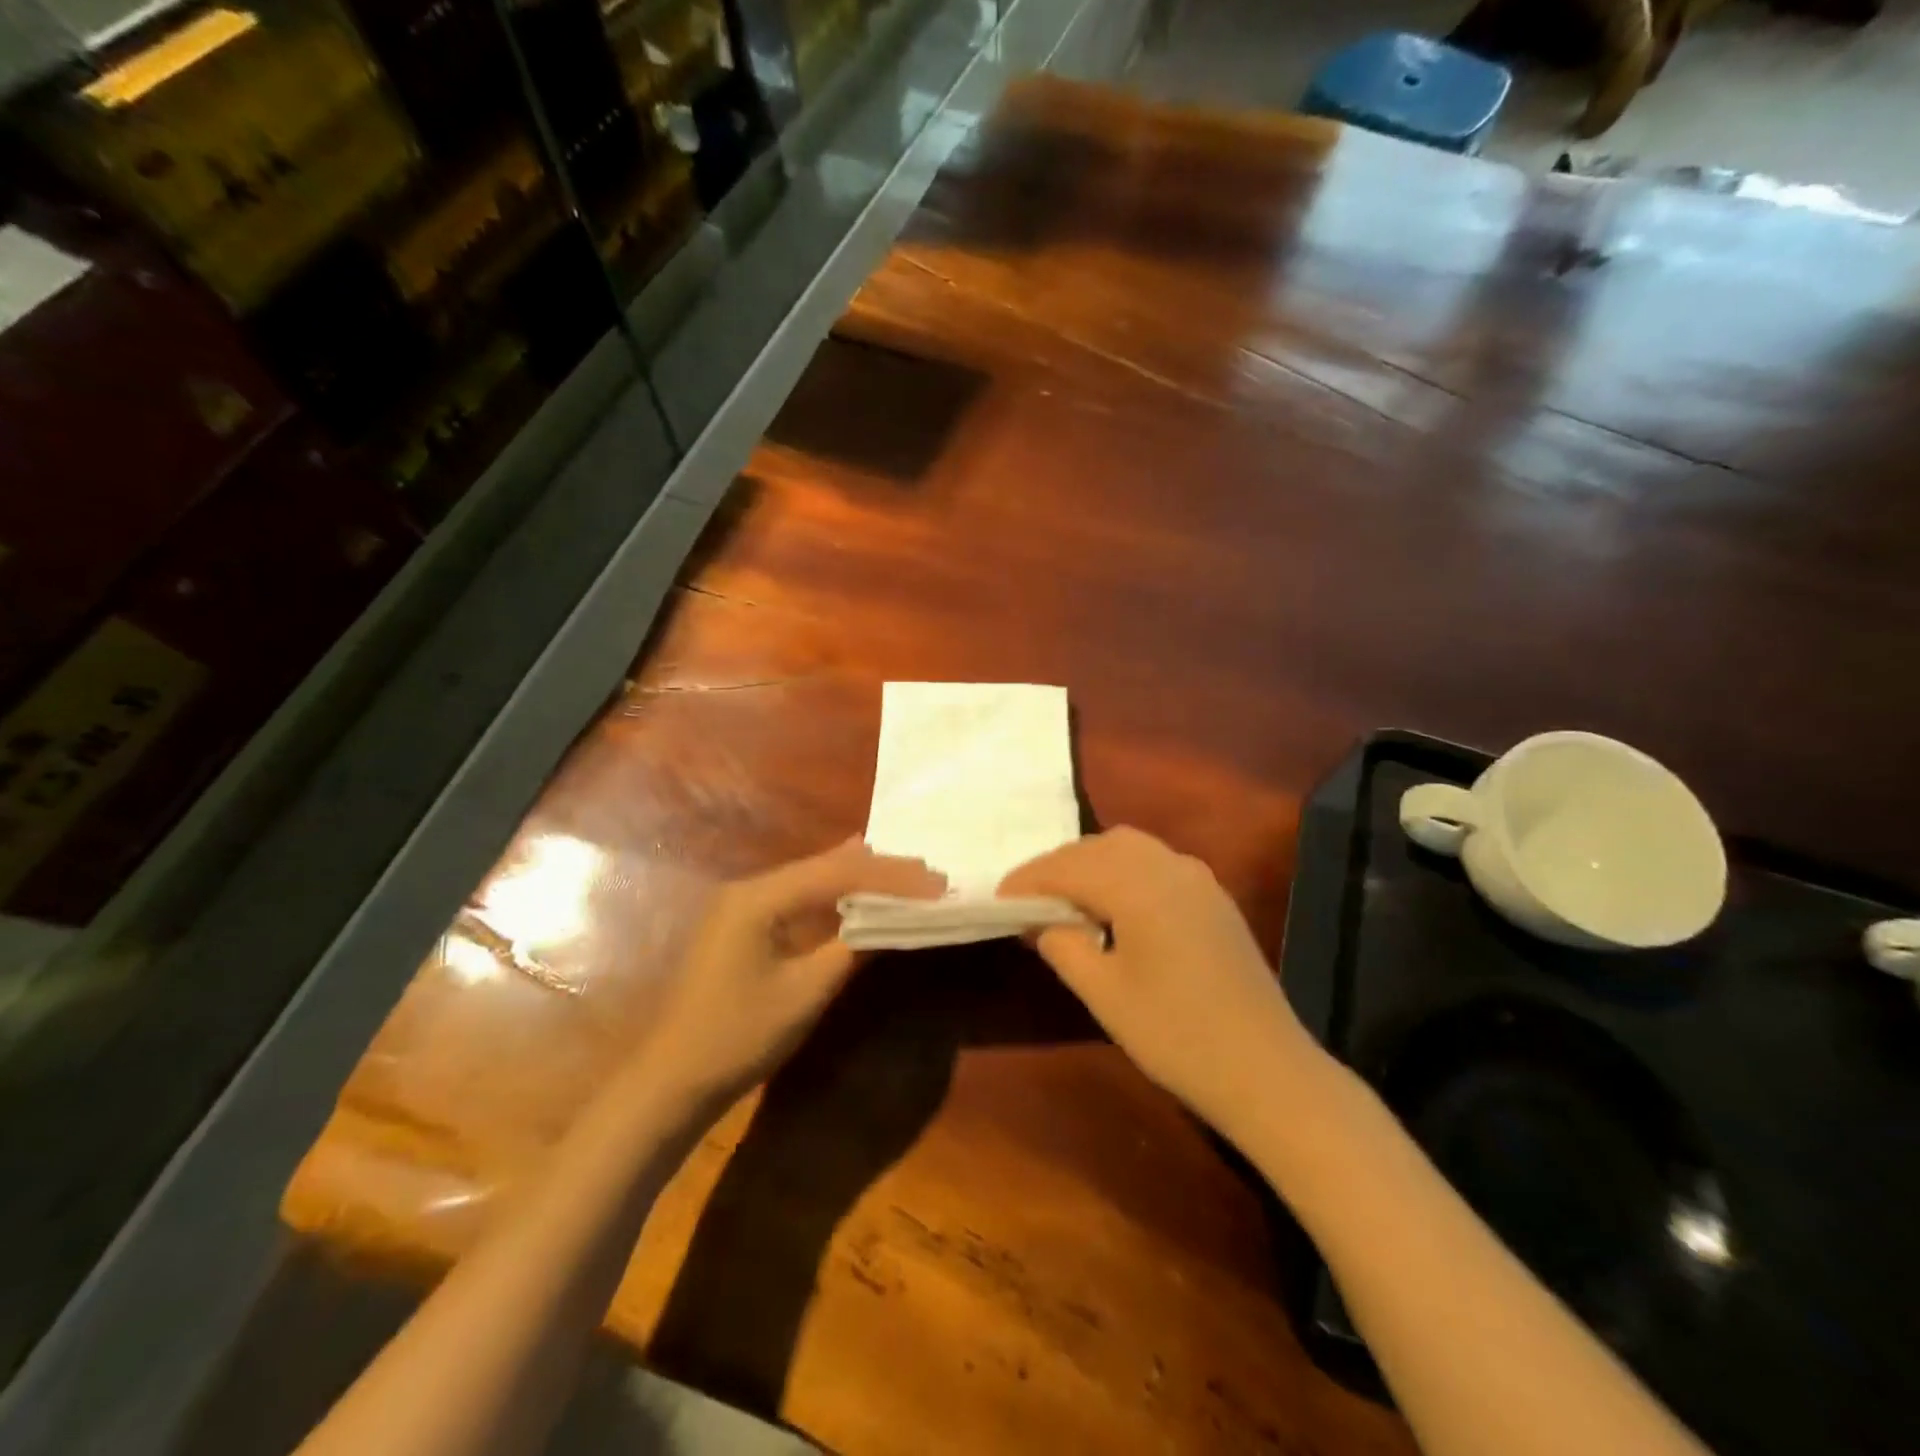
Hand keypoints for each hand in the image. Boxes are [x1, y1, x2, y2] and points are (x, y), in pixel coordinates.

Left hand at [641, 839, 944, 1108]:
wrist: (672, 1079)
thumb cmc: (738, 1037)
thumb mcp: (805, 994)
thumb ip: (852, 948)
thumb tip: (894, 919)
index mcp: (759, 898)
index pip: (838, 873)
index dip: (891, 876)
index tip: (936, 882)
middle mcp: (750, 888)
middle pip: (825, 866)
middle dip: (879, 870)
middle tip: (930, 875)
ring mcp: (744, 905)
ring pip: (814, 878)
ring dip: (860, 879)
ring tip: (908, 876)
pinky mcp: (745, 925)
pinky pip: (800, 898)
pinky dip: (836, 896)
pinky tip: (861, 889)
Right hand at [1000, 827, 1322, 1135]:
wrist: (1266, 1070)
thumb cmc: (1176, 1036)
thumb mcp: (1105, 994)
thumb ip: (1063, 945)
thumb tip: (1039, 920)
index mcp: (1139, 886)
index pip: (1069, 867)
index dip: (1029, 880)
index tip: (999, 898)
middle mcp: (1169, 867)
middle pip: (1099, 846)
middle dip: (1058, 865)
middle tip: (1028, 898)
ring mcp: (1198, 879)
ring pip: (1130, 848)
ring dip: (1091, 862)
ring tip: (1066, 898)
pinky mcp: (1213, 897)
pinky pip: (1156, 862)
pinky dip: (1122, 869)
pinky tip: (1114, 904)